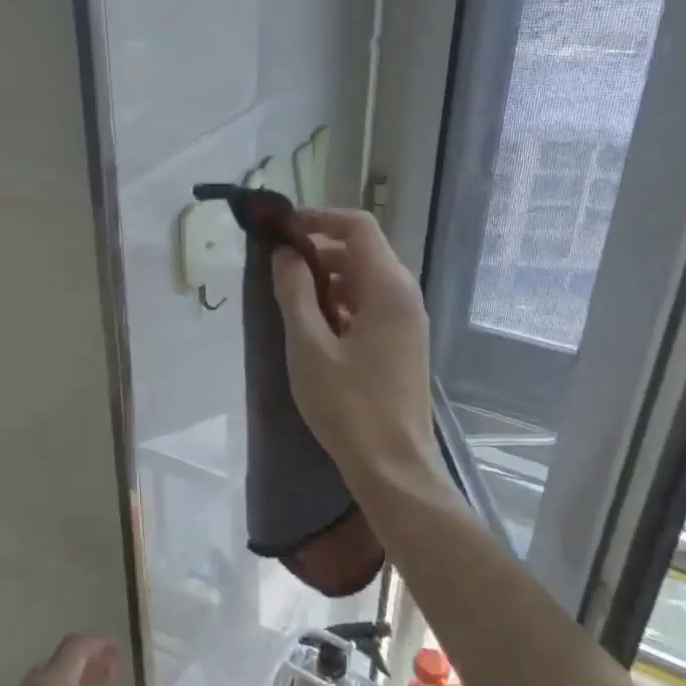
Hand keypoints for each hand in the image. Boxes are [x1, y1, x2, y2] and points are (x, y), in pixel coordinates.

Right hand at [271, 208, 439, 488]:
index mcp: (387, 288)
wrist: (392, 466)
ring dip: (328, 278)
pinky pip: (372, 304)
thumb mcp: (308, 346)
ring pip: (366, 278)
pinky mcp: (403, 343)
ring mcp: (408, 321)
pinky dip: (342, 302)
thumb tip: (285, 254)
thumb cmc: (347, 405)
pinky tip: (315, 326)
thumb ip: (295, 293)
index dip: (319, 218)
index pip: (358, 227)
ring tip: (291, 298)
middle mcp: (405, 296)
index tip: (282, 230)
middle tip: (278, 267)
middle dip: (319, 249)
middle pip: (362, 250)